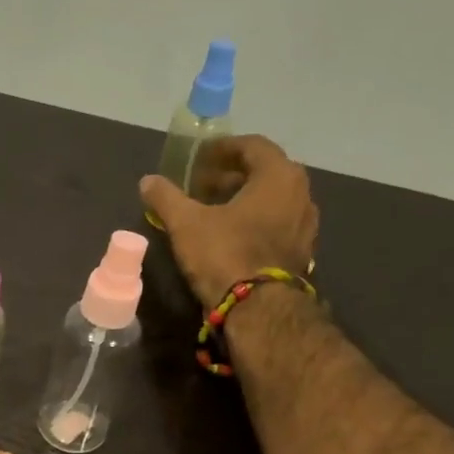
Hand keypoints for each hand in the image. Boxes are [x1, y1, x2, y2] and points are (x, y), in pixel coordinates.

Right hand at [140, 135, 319, 306]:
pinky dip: (255, 221)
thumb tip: (147, 181)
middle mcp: (301, 193)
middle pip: (264, 172)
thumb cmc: (224, 254)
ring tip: (215, 211)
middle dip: (232, 175)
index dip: (223, 149)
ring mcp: (305, 224)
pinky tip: (232, 236)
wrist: (258, 308)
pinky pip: (276, 224)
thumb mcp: (186, 224)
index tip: (200, 157)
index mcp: (278, 176)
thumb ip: (166, 198)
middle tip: (203, 185)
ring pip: (272, 200)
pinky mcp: (301, 251)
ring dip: (244, 199)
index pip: (253, 146)